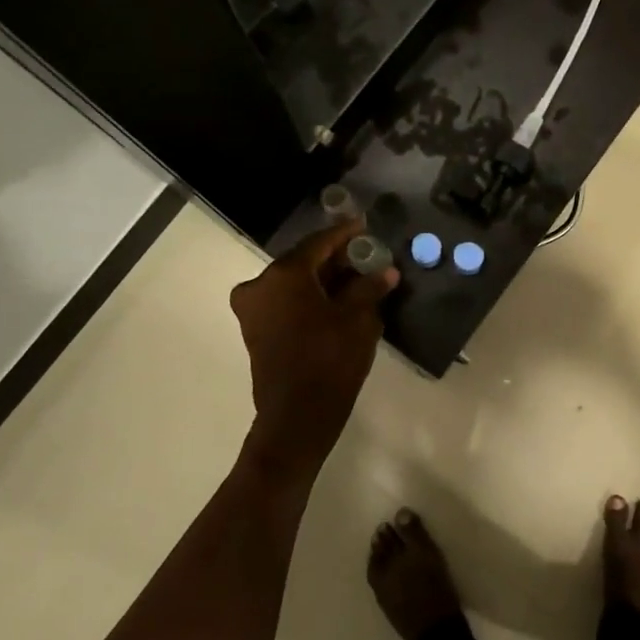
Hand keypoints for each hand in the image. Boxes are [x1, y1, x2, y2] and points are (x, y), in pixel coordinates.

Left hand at [230, 219, 397, 471]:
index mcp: (284, 274)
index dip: (344, 234)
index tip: (363, 225)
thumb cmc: (330, 359)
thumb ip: (370, 288)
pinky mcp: (255, 330)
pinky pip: (285, 302)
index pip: (319, 243)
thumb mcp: (358, 319)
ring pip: (293, 283)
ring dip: (321, 280)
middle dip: (334, 259)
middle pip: (303, 262)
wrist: (298, 414)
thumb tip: (387, 272)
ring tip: (355, 279)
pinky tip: (335, 301)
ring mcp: (253, 309)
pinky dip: (308, 297)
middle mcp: (260, 284)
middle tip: (363, 255)